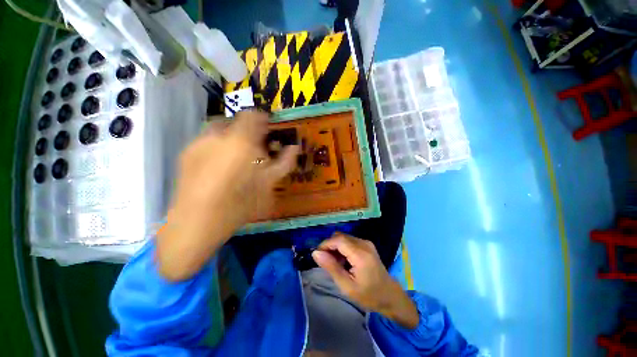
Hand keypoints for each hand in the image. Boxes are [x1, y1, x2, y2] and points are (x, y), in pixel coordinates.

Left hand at [157, 110, 298, 280]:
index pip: (253, 115)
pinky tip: (220, 165)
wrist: (198, 222)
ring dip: (232, 137)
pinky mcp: (186, 153)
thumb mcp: (269, 183)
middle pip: (236, 121)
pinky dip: (218, 146)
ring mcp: (198, 142)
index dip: (264, 120)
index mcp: (241, 141)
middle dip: (248, 130)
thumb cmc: (241, 203)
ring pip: (220, 130)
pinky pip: (207, 140)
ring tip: (237, 157)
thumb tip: (295, 147)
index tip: (269, 132)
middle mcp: (218, 135)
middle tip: (255, 148)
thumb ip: (285, 162)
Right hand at [312, 233, 418, 328]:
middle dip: (330, 246)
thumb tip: (315, 253)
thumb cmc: (369, 295)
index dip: (325, 244)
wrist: (390, 296)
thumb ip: (331, 267)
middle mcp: (364, 243)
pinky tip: (344, 261)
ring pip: (344, 238)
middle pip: (340, 236)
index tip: (317, 255)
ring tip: (336, 264)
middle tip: (326, 262)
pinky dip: (342, 248)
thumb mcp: (347, 286)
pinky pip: (350, 241)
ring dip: (336, 247)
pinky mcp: (367, 244)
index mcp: (360, 254)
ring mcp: (366, 243)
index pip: (338, 240)